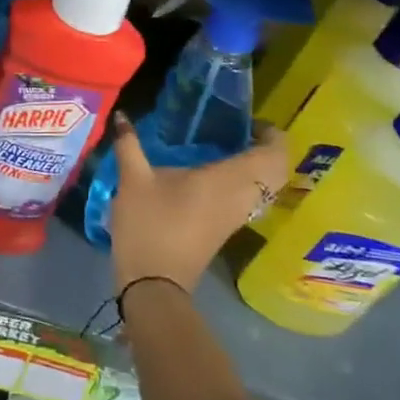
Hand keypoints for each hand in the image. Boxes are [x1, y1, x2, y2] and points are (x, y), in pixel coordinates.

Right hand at [107, 117, 291, 293]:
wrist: (154, 283)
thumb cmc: (149, 225)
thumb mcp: (133, 180)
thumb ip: (129, 145)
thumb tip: (122, 115)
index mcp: (226, 180)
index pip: (272, 154)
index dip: (272, 134)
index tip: (250, 120)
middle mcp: (240, 197)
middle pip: (276, 171)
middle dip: (268, 148)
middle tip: (242, 131)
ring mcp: (236, 216)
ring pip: (266, 187)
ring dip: (257, 166)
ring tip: (228, 146)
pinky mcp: (226, 228)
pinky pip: (250, 198)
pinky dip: (244, 181)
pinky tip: (214, 173)